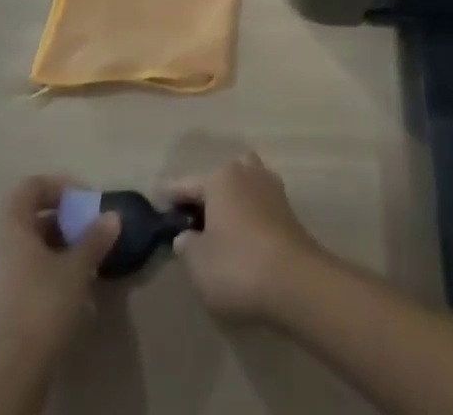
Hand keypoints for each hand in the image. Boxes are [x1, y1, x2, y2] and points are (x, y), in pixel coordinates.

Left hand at [0, 174, 121, 370]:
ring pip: (25, 244)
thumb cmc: (42, 305)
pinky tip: (66, 284)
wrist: (10, 373)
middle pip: (28, 214)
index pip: (31, 186)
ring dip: (54, 243)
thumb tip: (113, 216)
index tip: (85, 201)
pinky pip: (21, 268)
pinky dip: (43, 266)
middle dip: (60, 217)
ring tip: (82, 257)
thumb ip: (94, 238)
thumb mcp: (76, 268)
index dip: (59, 187)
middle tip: (85, 227)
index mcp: (8, 225)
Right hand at [165, 151, 327, 322]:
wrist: (295, 280)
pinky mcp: (287, 208)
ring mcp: (270, 187)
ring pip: (243, 184)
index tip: (156, 200)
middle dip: (206, 193)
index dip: (169, 196)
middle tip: (192, 218)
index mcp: (219, 177)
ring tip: (220, 226)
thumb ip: (186, 245)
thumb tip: (186, 235)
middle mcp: (245, 171)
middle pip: (219, 177)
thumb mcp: (198, 263)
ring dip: (232, 199)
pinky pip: (259, 202)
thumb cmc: (238, 266)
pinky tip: (243, 235)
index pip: (186, 184)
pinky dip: (249, 213)